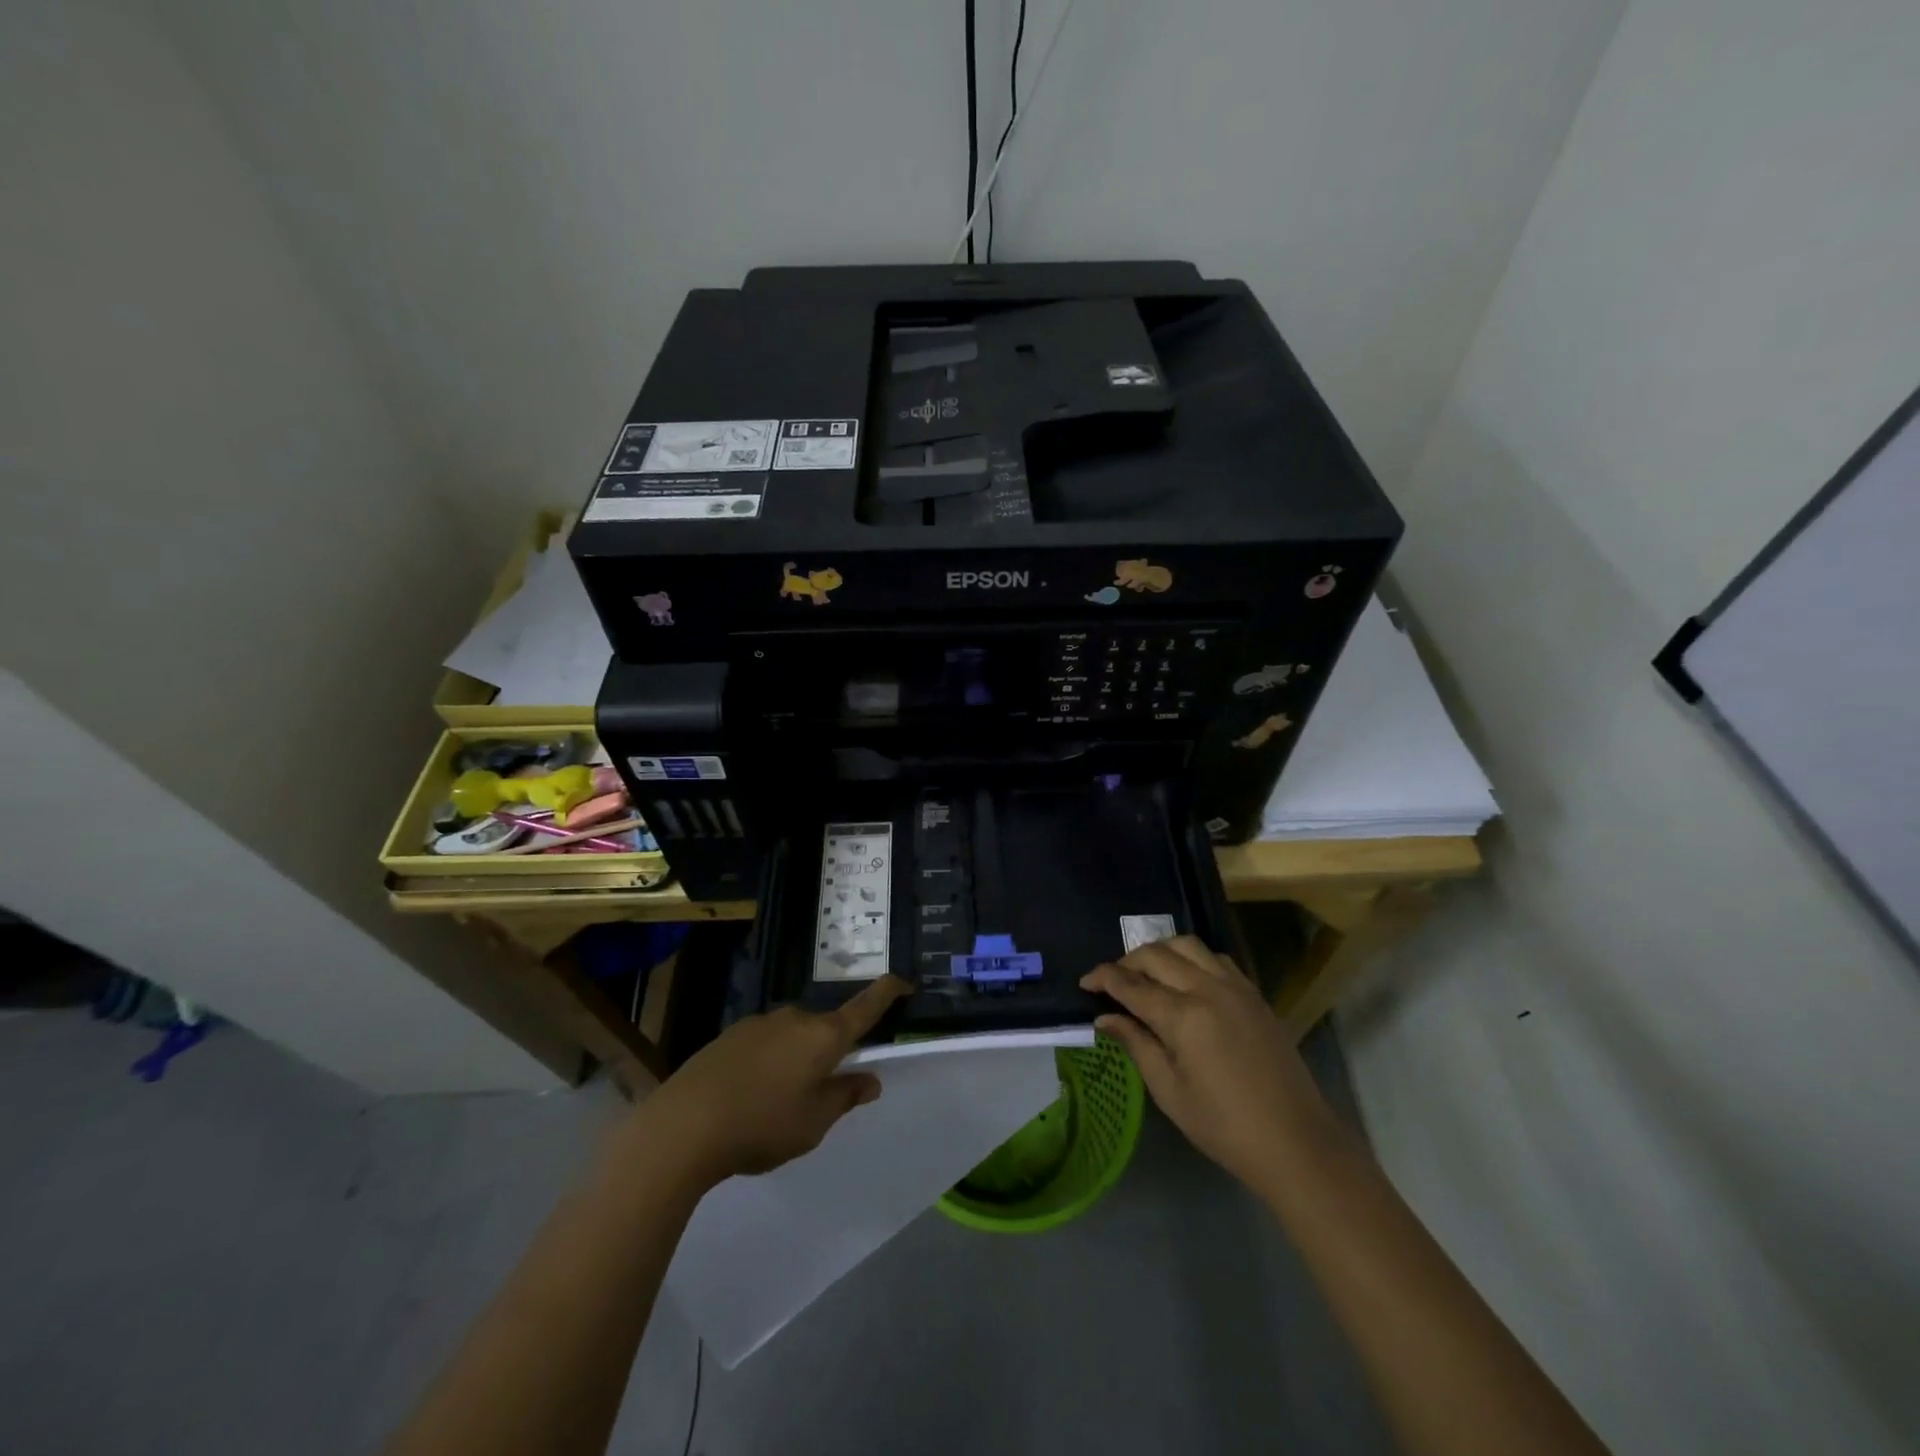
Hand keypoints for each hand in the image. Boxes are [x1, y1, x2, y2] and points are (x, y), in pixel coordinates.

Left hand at [636, 976, 910, 1186]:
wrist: (684, 1124)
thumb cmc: (762, 1124)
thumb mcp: (814, 1122)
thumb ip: (844, 1097)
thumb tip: (869, 1080)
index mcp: (824, 1036)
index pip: (866, 1006)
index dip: (888, 992)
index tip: (905, 982)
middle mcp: (795, 1019)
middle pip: (825, 1028)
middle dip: (829, 1052)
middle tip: (819, 1093)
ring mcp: (759, 1023)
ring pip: (792, 1037)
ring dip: (795, 1060)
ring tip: (776, 1104)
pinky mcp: (730, 1035)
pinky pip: (764, 1044)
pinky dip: (768, 1063)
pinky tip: (748, 1096)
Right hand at [1081, 937, 1332, 1192]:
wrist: (1296, 1142)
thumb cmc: (1224, 1126)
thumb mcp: (1169, 1091)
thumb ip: (1136, 1044)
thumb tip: (1105, 1017)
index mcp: (1183, 1016)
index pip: (1131, 984)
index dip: (1103, 978)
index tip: (1084, 982)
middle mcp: (1208, 989)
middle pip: (1156, 954)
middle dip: (1127, 961)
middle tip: (1112, 981)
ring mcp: (1235, 987)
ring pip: (1187, 945)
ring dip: (1160, 952)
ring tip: (1147, 973)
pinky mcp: (1254, 994)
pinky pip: (1216, 958)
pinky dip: (1192, 958)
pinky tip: (1186, 979)